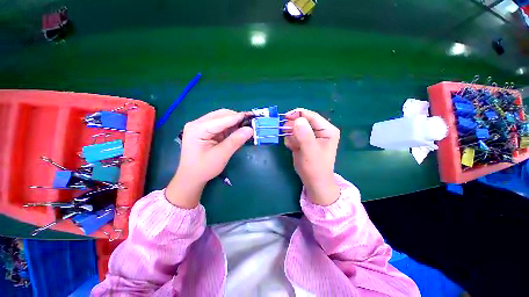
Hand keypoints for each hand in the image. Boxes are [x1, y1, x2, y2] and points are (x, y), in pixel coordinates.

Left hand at [166, 109, 252, 207]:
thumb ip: (235, 141)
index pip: (222, 119)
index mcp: (198, 129)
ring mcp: (200, 126)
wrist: (191, 177)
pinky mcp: (204, 130)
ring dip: (234, 122)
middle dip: (236, 118)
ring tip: (246, 127)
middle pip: (221, 115)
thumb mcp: (221, 155)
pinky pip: (220, 124)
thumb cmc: (204, 168)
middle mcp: (197, 123)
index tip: (253, 117)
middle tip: (251, 124)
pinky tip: (237, 130)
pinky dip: (230, 126)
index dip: (238, 117)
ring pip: (221, 118)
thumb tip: (250, 129)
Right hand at [284, 108, 340, 205]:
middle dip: (293, 126)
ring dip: (291, 135)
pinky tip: (292, 148)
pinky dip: (291, 140)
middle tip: (285, 133)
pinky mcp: (304, 141)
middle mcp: (320, 131)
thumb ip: (304, 135)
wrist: (313, 182)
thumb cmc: (315, 167)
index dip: (298, 114)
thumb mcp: (310, 151)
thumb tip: (297, 120)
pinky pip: (294, 135)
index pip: (311, 116)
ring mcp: (311, 136)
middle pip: (303, 120)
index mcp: (327, 130)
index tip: (285, 117)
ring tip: (293, 145)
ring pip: (297, 128)